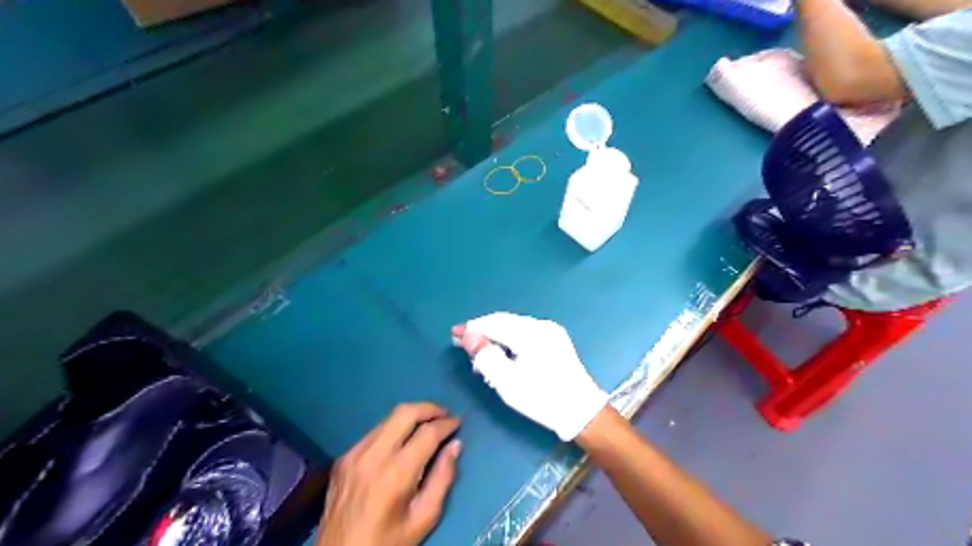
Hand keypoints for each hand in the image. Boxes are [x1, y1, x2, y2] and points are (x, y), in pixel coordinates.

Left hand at [314, 400, 460, 544]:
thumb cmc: (388, 542)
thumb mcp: (423, 518)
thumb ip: (443, 478)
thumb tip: (455, 445)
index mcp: (396, 474)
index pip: (427, 433)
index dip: (446, 423)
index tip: (458, 422)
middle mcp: (373, 456)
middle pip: (405, 412)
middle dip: (429, 408)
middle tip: (444, 415)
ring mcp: (354, 454)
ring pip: (388, 419)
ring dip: (411, 417)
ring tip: (427, 424)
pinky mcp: (343, 458)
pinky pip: (373, 433)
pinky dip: (392, 430)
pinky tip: (401, 442)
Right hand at [457, 314, 605, 440]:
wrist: (581, 411)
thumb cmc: (542, 398)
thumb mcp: (508, 382)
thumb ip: (486, 357)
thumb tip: (468, 337)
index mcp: (531, 333)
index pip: (494, 323)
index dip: (473, 327)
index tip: (454, 333)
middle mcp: (542, 325)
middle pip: (505, 321)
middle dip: (483, 330)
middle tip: (463, 342)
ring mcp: (551, 331)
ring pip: (515, 326)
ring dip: (496, 335)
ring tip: (480, 351)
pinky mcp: (556, 340)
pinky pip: (525, 332)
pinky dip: (509, 338)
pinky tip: (502, 352)